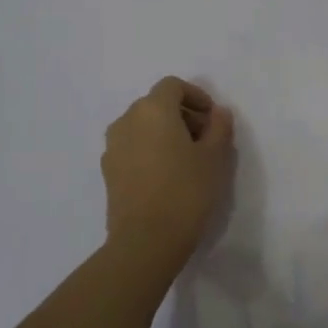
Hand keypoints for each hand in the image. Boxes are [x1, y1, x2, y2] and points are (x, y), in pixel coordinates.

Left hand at [101, 77, 234, 256]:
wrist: (146, 240)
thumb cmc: (186, 191)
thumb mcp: (215, 157)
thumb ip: (219, 127)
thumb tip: (217, 113)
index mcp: (153, 109)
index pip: (173, 86)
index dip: (196, 96)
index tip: (213, 119)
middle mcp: (127, 120)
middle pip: (156, 104)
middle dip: (182, 115)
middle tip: (205, 140)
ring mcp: (113, 146)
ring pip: (142, 126)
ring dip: (164, 133)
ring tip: (186, 160)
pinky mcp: (107, 171)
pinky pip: (132, 147)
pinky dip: (149, 150)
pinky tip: (166, 177)